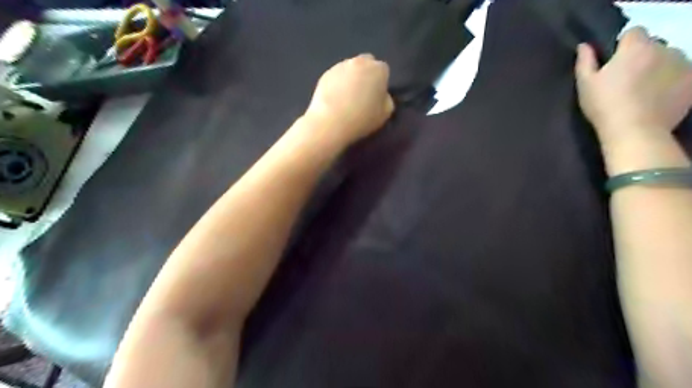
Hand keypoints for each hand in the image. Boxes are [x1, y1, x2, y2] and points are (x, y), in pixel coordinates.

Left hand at [304, 53, 393, 146]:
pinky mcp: (325, 74)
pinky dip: (337, 84)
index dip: (380, 83)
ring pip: (349, 69)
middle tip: (362, 94)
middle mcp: (360, 62)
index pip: (383, 70)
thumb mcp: (385, 114)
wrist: (331, 122)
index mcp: (378, 69)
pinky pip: (336, 77)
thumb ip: (387, 100)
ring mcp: (340, 66)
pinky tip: (335, 100)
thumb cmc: (363, 118)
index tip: (376, 96)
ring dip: (351, 79)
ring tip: (347, 98)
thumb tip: (382, 96)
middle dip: (366, 75)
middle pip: (366, 64)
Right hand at [577, 27, 691, 148]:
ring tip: (644, 91)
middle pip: (653, 46)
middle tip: (627, 80)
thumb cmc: (604, 105)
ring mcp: (682, 64)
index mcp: (635, 47)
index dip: (622, 46)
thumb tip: (584, 46)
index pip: (633, 32)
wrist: (634, 130)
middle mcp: (664, 48)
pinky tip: (657, 98)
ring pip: (669, 59)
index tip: (613, 64)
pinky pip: (681, 75)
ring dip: (658, 68)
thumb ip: (585, 62)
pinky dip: (671, 82)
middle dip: (642, 57)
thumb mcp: (585, 84)